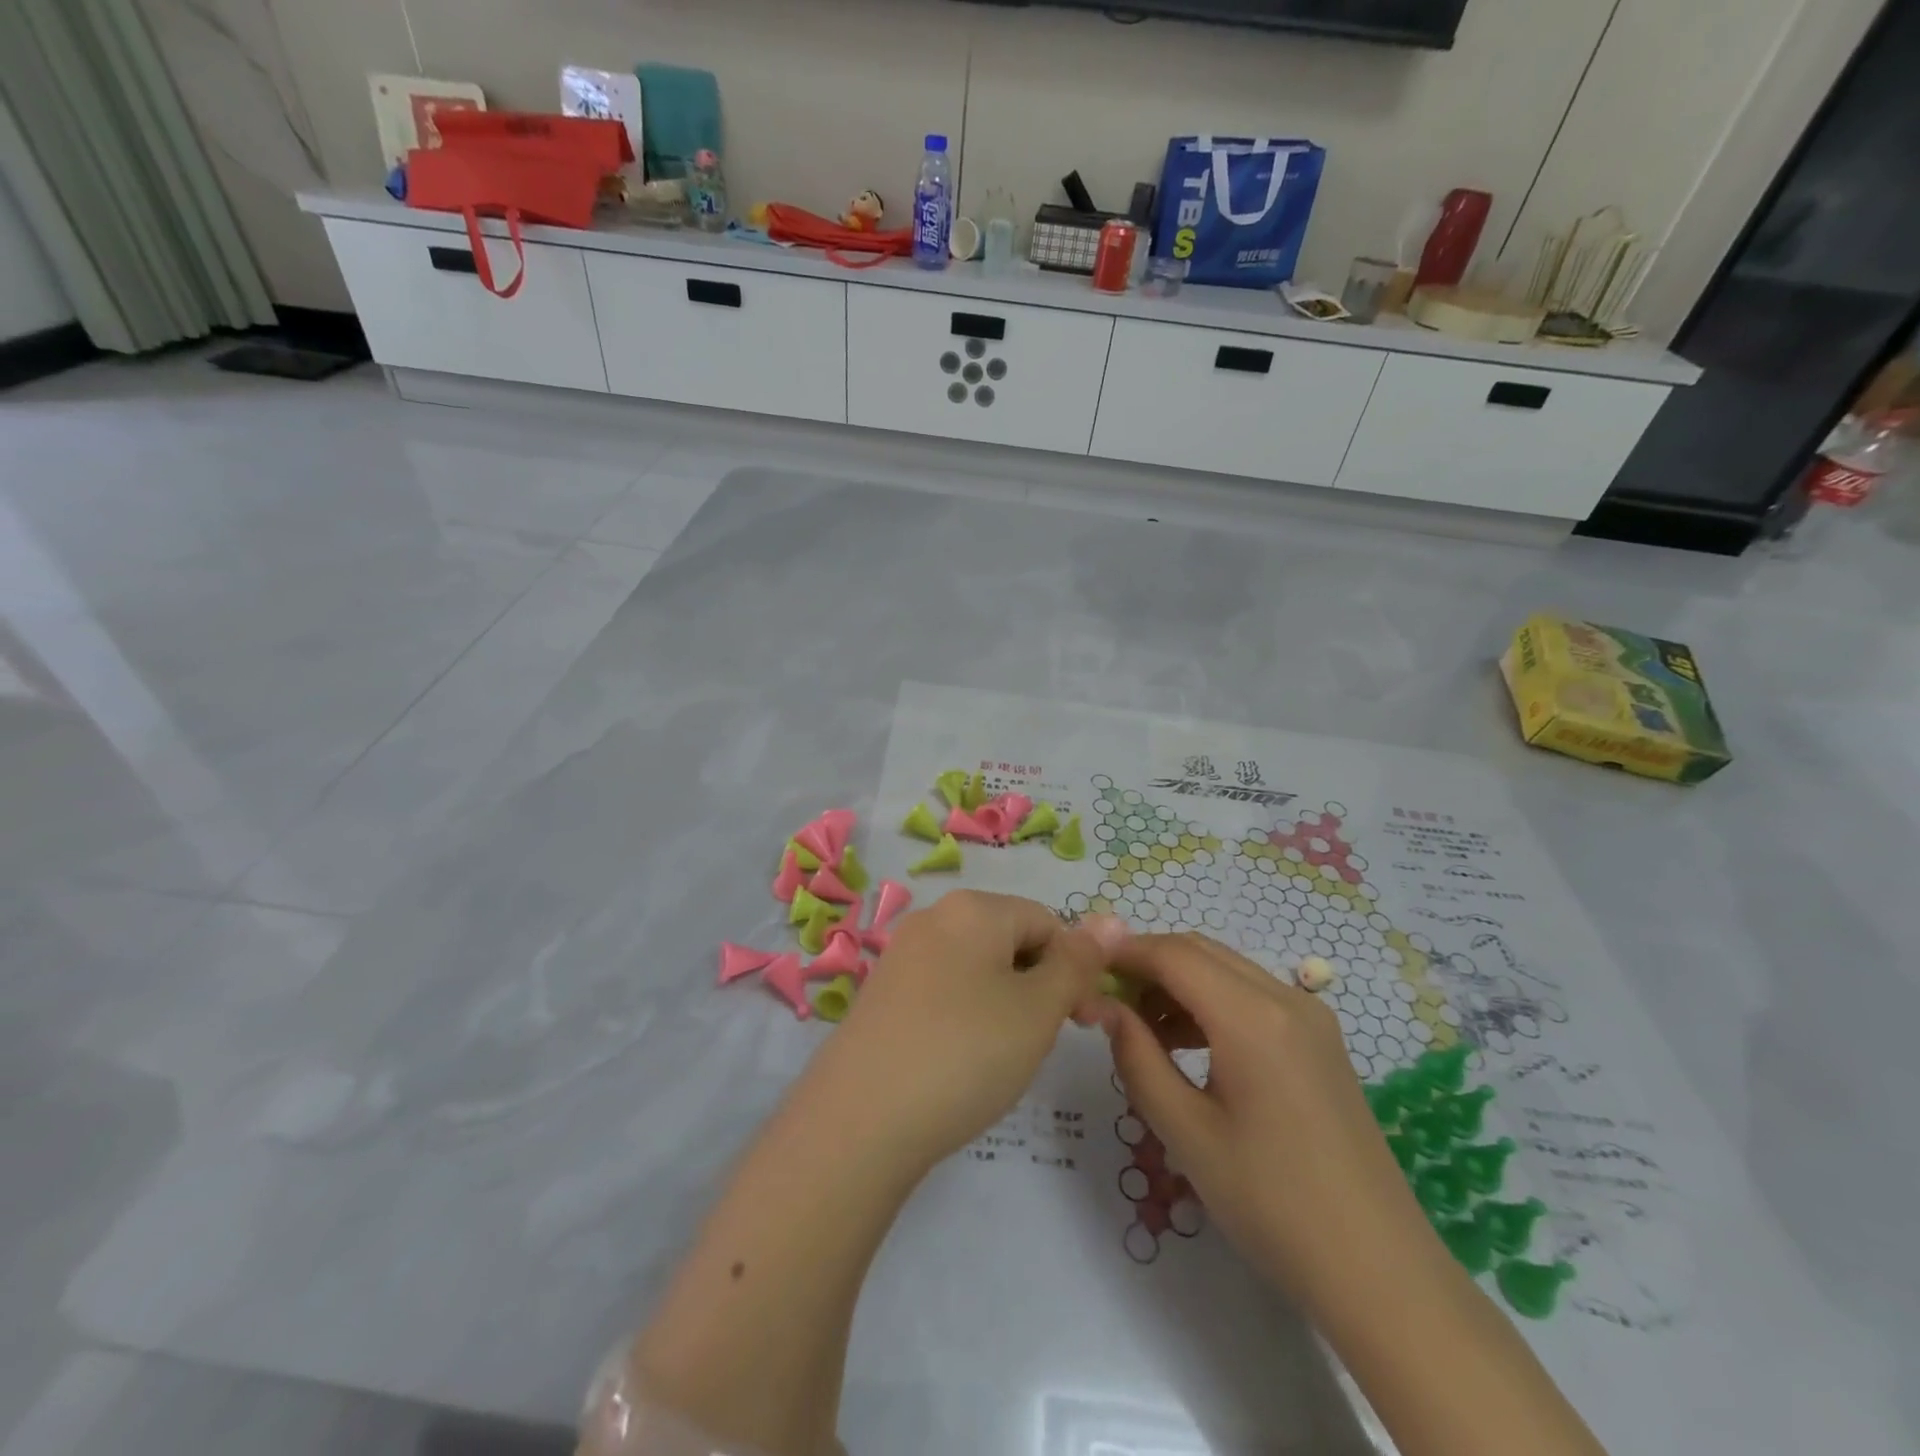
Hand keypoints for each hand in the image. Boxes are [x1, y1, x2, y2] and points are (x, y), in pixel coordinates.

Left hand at [805, 892, 1119, 1175]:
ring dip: (1004, 1005)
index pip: (1047, 922)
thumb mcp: (1038, 1009)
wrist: (860, 1120)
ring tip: (998, 1057)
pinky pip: (943, 991)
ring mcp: (901, 955)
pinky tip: (959, 1061)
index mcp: (973, 908)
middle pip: (1010, 941)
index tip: (1084, 1024)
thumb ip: (1078, 962)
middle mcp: (933, 917)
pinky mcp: (882, 993)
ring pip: (977, 969)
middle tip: (1038, 1043)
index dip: (1074, 969)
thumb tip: (1113, 917)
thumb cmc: (965, 1053)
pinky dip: (965, 1018)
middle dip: (1037, 986)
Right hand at [1090, 933, 1436, 1310]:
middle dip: (1148, 965)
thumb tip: (1101, 1006)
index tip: (1083, 970)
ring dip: (1179, 984)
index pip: (1172, 954)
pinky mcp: (1321, 1041)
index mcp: (1252, 1017)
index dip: (1123, 953)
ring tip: (1143, 1031)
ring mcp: (1311, 1017)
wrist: (1379, 1272)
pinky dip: (1211, 1002)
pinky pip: (1252, 996)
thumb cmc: (1271, 1203)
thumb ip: (1136, 1056)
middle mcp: (1286, 998)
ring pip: (1226, 970)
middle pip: (1200, 951)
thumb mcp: (1186, 1132)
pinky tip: (1189, 1047)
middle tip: (1107, 1002)